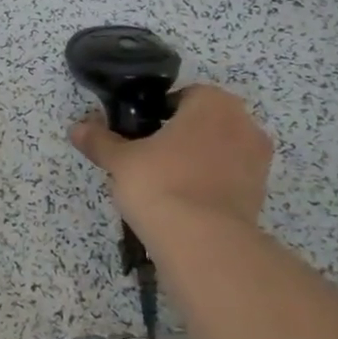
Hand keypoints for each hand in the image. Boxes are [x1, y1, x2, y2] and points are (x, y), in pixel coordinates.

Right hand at [69, 84, 272, 233]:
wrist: (202, 242)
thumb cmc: (160, 182)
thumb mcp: (120, 160)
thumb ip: (100, 141)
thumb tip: (76, 128)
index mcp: (213, 102)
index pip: (183, 96)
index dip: (158, 113)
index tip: (139, 134)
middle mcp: (243, 124)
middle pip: (205, 123)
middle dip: (181, 137)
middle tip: (149, 158)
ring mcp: (258, 161)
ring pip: (219, 151)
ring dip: (197, 162)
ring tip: (165, 185)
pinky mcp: (260, 195)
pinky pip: (229, 179)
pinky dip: (210, 186)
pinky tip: (184, 204)